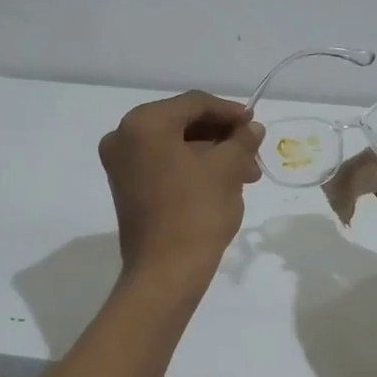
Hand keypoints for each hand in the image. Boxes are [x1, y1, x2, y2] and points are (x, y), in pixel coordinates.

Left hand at [99, 91, 263, 284]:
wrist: (165, 273)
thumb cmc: (196, 213)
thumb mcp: (227, 169)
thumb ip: (241, 140)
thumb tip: (252, 128)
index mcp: (144, 123)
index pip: (194, 103)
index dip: (230, 112)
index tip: (255, 126)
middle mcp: (123, 136)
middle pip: (183, 124)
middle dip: (222, 138)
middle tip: (252, 155)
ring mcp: (121, 164)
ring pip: (175, 146)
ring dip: (211, 155)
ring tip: (245, 176)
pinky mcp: (125, 187)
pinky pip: (163, 164)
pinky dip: (192, 168)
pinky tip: (222, 184)